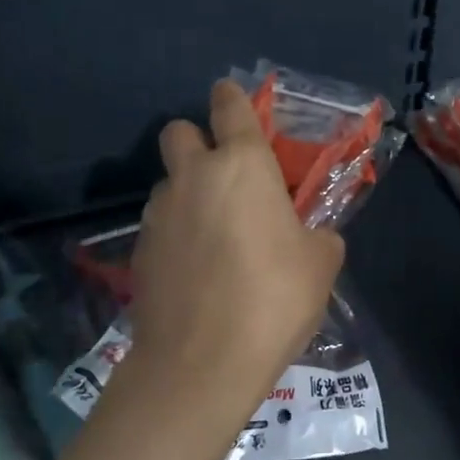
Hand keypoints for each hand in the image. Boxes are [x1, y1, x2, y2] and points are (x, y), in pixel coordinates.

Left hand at [122, 79, 344, 424]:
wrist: (202, 362)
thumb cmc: (273, 299)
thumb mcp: (321, 264)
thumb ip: (318, 235)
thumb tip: (309, 237)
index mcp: (243, 165)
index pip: (230, 106)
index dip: (231, 97)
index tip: (231, 97)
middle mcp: (193, 176)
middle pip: (179, 131)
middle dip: (196, 141)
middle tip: (222, 175)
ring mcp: (159, 213)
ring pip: (169, 183)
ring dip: (187, 193)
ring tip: (213, 236)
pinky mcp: (139, 250)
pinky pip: (160, 224)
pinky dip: (176, 234)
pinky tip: (195, 270)